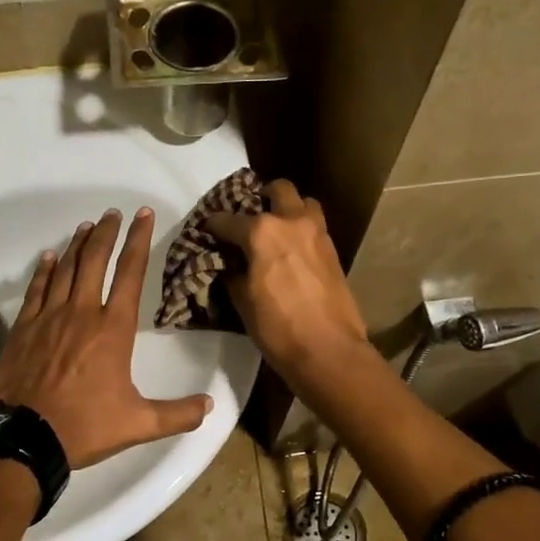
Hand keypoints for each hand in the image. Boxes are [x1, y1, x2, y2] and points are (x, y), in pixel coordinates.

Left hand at [0, 207, 212, 467]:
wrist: (23, 437)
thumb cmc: (84, 426)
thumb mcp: (139, 424)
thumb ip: (177, 414)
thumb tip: (210, 406)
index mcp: (112, 329)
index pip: (130, 273)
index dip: (138, 240)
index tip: (142, 216)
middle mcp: (81, 313)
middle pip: (95, 260)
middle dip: (107, 233)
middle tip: (113, 213)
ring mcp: (49, 317)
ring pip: (65, 269)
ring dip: (78, 245)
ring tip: (87, 226)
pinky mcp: (24, 328)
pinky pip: (36, 289)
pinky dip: (44, 270)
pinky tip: (48, 257)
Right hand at [203, 179, 369, 382]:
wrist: (328, 350)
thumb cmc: (278, 328)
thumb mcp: (242, 301)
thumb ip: (232, 273)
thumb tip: (229, 264)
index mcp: (262, 232)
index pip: (227, 220)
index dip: (212, 226)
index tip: (206, 232)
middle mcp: (291, 221)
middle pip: (277, 189)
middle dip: (260, 197)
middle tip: (249, 216)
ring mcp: (317, 232)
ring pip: (304, 202)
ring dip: (288, 208)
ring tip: (276, 228)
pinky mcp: (333, 249)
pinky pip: (315, 225)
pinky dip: (301, 228)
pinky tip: (291, 249)